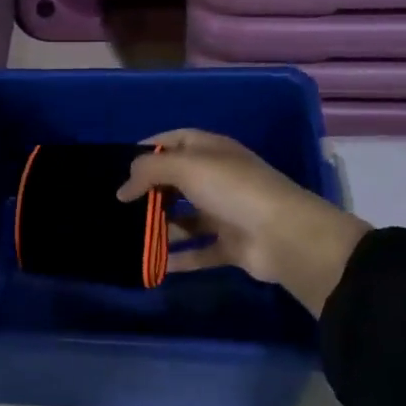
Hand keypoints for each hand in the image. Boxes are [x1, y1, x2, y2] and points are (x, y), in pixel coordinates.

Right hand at [118, 130, 369, 316]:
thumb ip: (149, 171)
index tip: (120, 165)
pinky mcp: (231, 245)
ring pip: (186, 219)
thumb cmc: (233, 190)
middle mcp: (219, 178)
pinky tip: (154, 264)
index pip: (175, 140)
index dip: (148, 149)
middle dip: (150, 192)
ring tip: (131, 237)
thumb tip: (122, 190)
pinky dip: (179, 258)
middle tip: (121, 206)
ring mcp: (226, 213)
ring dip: (161, 228)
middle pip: (178, 181)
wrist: (285, 235)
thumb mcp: (186, 167)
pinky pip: (199, 251)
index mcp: (212, 151)